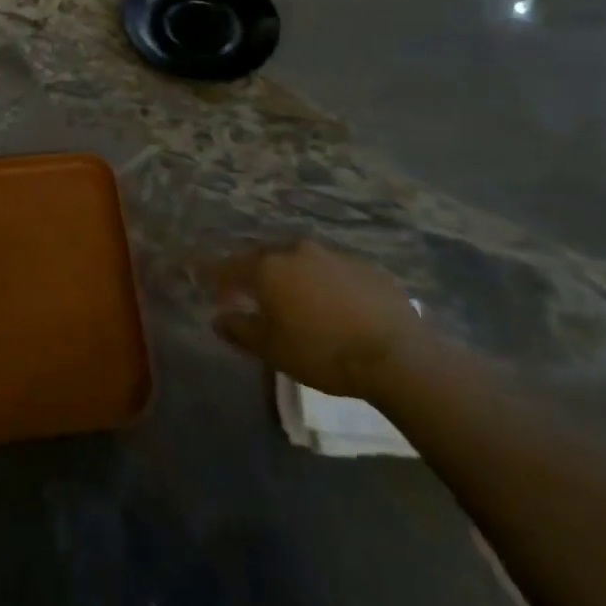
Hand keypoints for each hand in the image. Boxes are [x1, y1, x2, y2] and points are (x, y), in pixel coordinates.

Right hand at [212, 240, 428, 399]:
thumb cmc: (322, 352)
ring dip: (292, 277)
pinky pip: (332, 271)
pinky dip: (324, 283)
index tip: (209, 288)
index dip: (216, 277)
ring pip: (300, 262)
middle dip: (255, 275)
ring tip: (295, 301)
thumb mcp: (272, 349)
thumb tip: (218, 318)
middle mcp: (296, 250)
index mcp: (268, 267)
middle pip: (265, 258)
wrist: (396, 354)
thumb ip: (240, 330)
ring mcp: (332, 254)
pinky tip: (333, 306)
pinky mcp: (365, 267)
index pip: (230, 267)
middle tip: (252, 296)